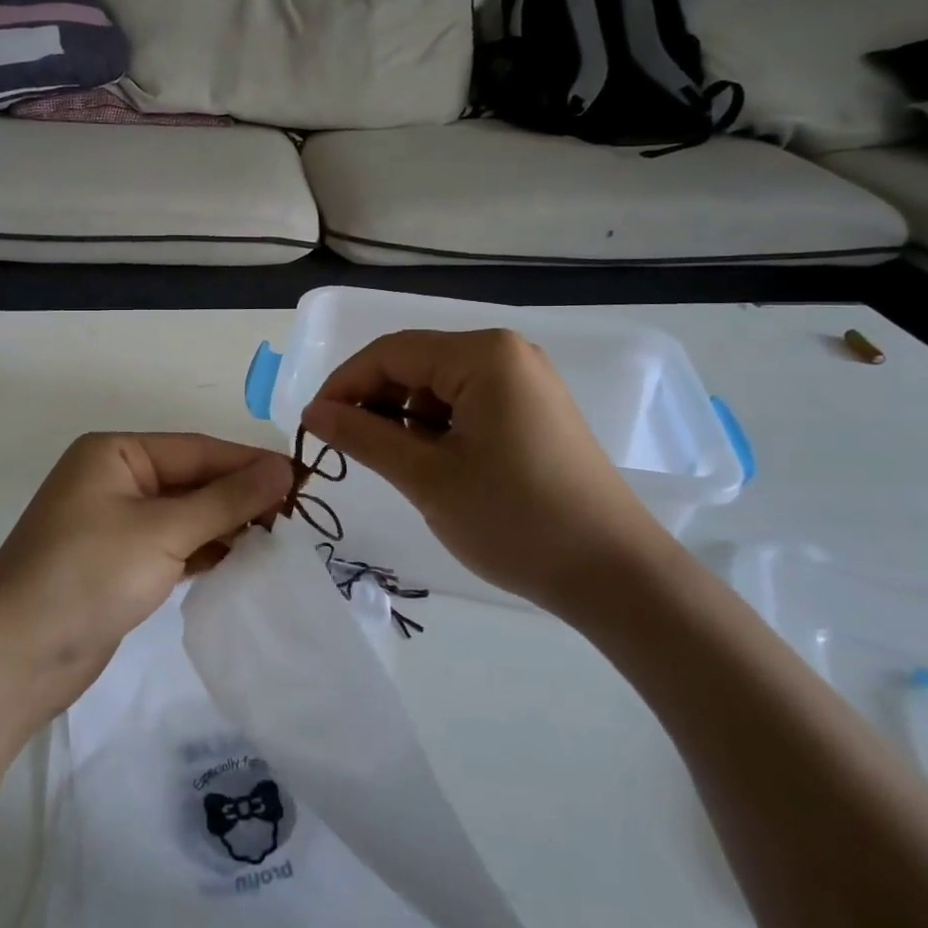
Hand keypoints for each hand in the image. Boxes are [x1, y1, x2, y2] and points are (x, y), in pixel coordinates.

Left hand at [0, 433, 292, 726]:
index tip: (302, 478)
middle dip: (240, 497)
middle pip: (192, 480)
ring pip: (186, 514)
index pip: (197, 449)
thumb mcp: (162, 531)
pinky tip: (242, 561)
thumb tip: (283, 468)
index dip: (249, 462)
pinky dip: (205, 551)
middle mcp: (115, 479)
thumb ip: (226, 500)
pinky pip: (174, 545)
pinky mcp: (119, 563)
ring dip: (227, 526)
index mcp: (116, 453)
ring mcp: (115, 523)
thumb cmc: (87, 575)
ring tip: (280, 539)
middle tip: (298, 514)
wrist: (13, 658)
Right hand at [301, 328, 676, 615]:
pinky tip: (429, 463)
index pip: (390, 352)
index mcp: (483, 355)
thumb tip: (313, 412)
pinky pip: (466, 402)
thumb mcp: (427, 477)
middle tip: (344, 447)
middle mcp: (506, 353)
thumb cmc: (515, 519)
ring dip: (403, 416)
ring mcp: (524, 381)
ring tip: (389, 462)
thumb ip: (363, 436)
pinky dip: (436, 427)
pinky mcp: (533, 409)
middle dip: (374, 401)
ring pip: (438, 385)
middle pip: (415, 364)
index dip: (344, 384)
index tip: (314, 425)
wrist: (614, 575)